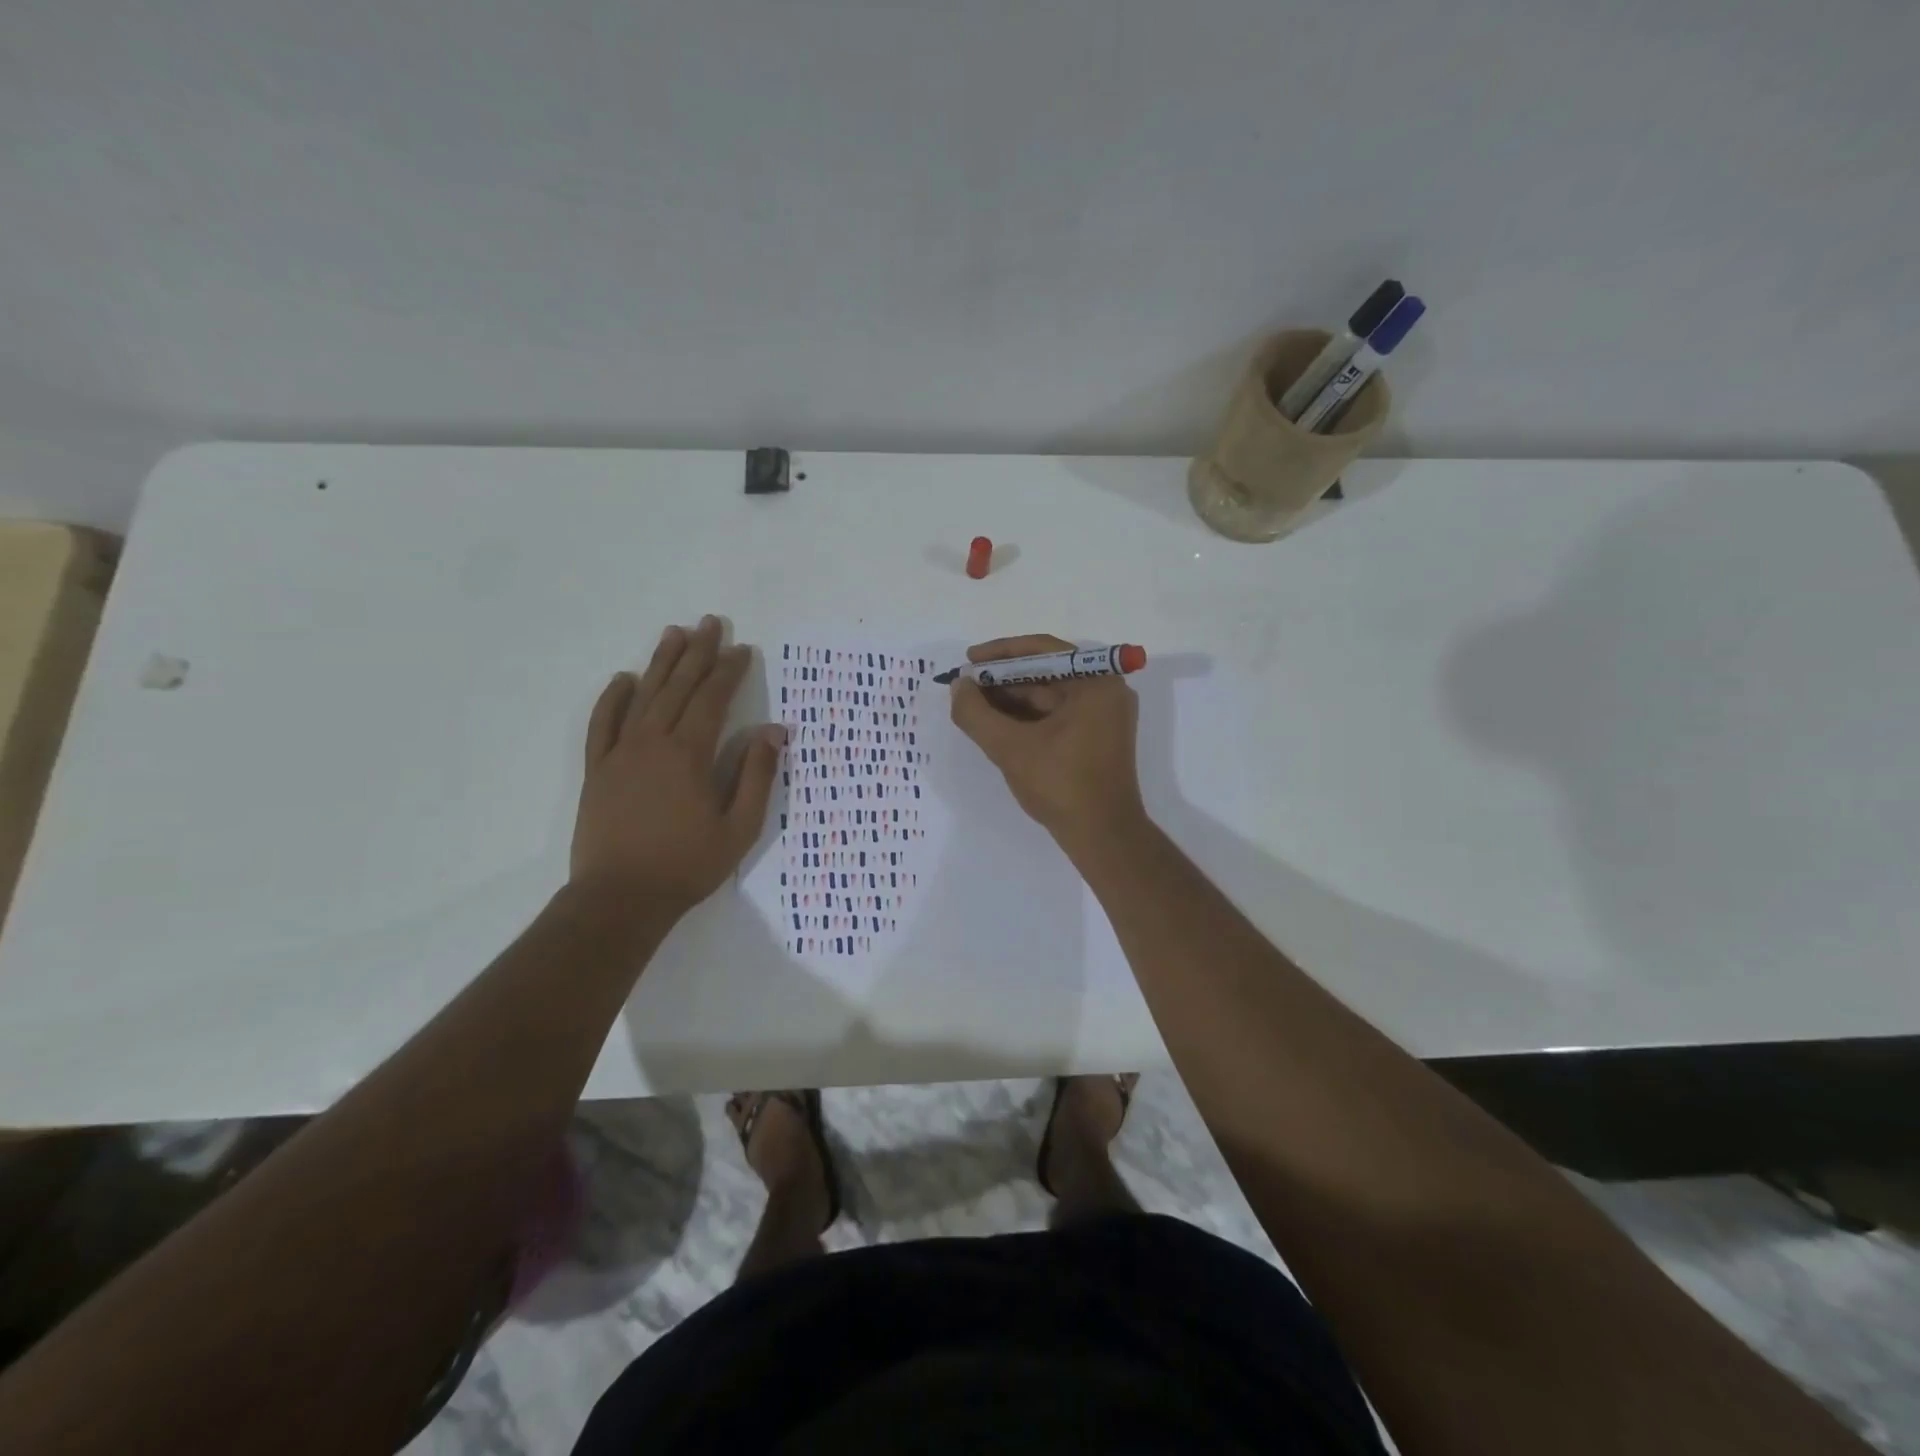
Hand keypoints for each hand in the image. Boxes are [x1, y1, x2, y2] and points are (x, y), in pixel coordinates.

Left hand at [571, 616, 783, 915]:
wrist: (620, 898)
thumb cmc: (687, 865)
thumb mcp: (739, 828)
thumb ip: (756, 776)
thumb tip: (773, 731)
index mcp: (689, 755)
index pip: (712, 700)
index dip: (729, 672)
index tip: (743, 650)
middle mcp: (653, 743)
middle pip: (678, 687)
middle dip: (698, 653)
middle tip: (711, 623)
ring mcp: (620, 754)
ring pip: (643, 696)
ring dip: (661, 663)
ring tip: (674, 633)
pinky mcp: (598, 770)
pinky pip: (603, 724)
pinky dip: (613, 698)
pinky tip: (623, 679)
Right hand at [948, 634, 1145, 847]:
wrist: (1103, 837)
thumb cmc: (1062, 786)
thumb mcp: (1010, 747)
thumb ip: (976, 713)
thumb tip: (958, 685)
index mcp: (1096, 682)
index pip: (1043, 650)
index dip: (1000, 653)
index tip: (968, 659)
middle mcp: (1106, 691)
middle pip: (1046, 672)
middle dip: (1003, 679)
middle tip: (965, 686)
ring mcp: (1104, 715)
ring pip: (1049, 695)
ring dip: (1012, 699)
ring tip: (974, 705)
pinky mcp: (1097, 737)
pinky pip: (1057, 715)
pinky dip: (1027, 717)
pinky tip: (997, 724)